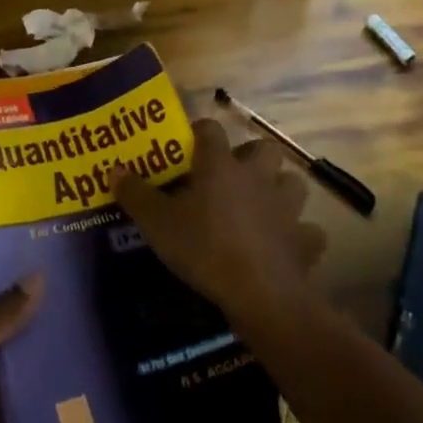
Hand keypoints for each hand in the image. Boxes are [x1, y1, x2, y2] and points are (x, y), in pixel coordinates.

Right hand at [112, 118, 325, 331]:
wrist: (260, 293)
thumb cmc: (204, 248)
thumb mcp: (157, 223)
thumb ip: (135, 194)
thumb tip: (114, 170)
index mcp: (220, 164)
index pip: (210, 129)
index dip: (199, 132)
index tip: (189, 144)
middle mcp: (256, 176)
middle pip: (264, 148)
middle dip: (252, 157)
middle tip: (233, 175)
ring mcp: (286, 207)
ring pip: (293, 183)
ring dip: (280, 189)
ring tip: (263, 205)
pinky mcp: (305, 240)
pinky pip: (308, 231)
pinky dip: (300, 236)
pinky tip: (285, 245)